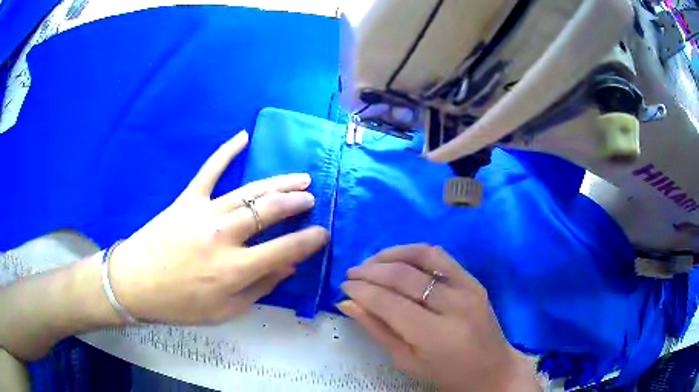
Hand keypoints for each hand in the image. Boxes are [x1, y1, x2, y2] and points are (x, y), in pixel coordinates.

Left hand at [110, 131, 329, 323]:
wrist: (135, 283)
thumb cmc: (180, 304)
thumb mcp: (225, 311)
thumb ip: (259, 288)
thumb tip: (287, 267)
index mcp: (234, 269)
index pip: (284, 249)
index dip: (309, 240)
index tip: (322, 233)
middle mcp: (224, 235)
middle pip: (269, 212)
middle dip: (296, 203)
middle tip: (310, 198)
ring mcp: (204, 212)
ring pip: (249, 191)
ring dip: (278, 183)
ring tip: (299, 178)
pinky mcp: (186, 199)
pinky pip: (209, 170)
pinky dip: (226, 152)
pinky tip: (243, 137)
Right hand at [338, 245, 539, 391]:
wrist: (493, 369)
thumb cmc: (446, 375)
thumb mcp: (406, 361)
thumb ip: (377, 329)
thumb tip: (347, 303)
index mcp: (435, 335)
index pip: (389, 303)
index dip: (362, 291)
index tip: (343, 287)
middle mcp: (454, 306)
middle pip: (404, 277)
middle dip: (371, 271)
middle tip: (351, 275)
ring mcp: (468, 288)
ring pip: (423, 256)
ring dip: (391, 255)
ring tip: (370, 262)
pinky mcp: (474, 280)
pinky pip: (440, 256)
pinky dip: (414, 252)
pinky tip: (398, 259)